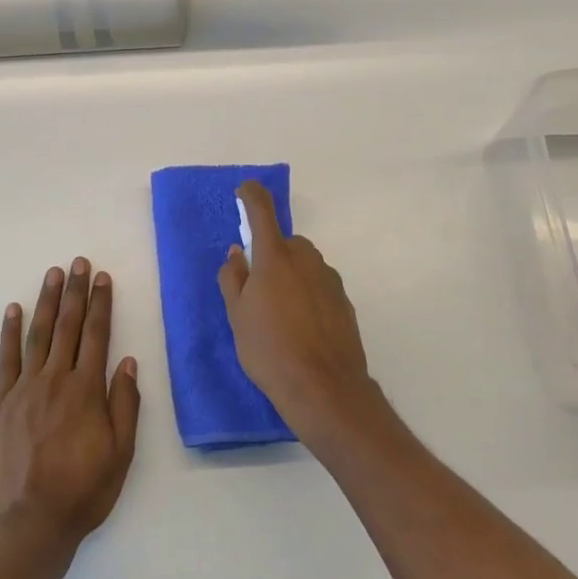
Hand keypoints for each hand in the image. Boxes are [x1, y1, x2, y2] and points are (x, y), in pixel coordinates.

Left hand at [0, 258, 139, 559]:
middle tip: (77, 262)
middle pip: (67, 326)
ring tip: (52, 274)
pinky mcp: (0, 403)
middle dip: (75, 292)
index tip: (102, 278)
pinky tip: (12, 310)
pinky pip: (5, 359)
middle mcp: (55, 380)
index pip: (97, 335)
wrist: (28, 524)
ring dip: (46, 302)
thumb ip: (124, 405)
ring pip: (38, 335)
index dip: (101, 304)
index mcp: (86, 391)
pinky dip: (9, 332)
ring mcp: (24, 389)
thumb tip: (127, 361)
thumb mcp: (120, 454)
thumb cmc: (82, 492)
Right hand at [218, 182, 394, 453]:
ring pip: (304, 265)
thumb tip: (237, 253)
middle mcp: (306, 259)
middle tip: (256, 289)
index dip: (251, 195)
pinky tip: (301, 327)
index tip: (244, 191)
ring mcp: (329, 279)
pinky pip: (319, 286)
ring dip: (290, 276)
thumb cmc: (269, 349)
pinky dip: (308, 295)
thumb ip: (233, 278)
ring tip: (278, 315)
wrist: (324, 388)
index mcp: (275, 257)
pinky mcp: (344, 301)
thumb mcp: (236, 316)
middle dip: (271, 255)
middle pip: (286, 243)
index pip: (262, 210)